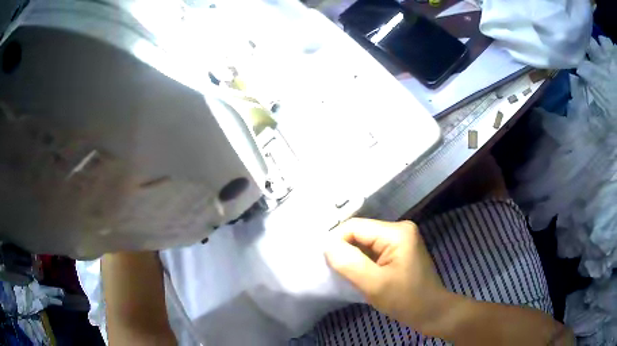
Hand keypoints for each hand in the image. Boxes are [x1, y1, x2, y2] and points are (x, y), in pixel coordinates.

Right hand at [325, 218, 448, 331]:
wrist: (431, 312)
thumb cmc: (406, 300)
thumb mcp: (374, 284)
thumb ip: (349, 263)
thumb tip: (327, 245)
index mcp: (397, 232)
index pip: (355, 227)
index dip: (336, 241)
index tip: (325, 263)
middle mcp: (399, 229)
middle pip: (360, 233)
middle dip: (345, 250)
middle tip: (334, 272)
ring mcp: (400, 239)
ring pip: (364, 242)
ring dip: (352, 257)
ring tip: (344, 275)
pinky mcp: (399, 250)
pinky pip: (372, 250)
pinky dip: (362, 262)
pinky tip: (358, 275)